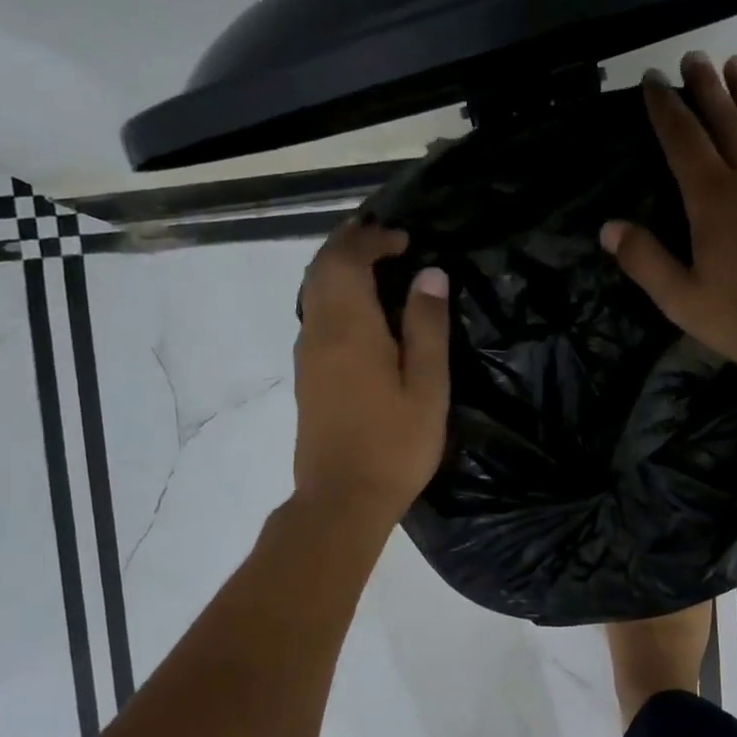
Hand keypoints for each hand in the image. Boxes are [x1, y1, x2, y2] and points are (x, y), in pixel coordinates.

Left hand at [292, 220, 450, 524]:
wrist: (342, 500)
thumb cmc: (393, 445)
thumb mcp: (427, 387)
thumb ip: (426, 327)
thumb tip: (429, 274)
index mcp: (348, 328)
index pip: (347, 260)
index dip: (372, 239)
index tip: (404, 239)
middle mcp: (318, 333)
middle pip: (321, 269)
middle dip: (348, 243)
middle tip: (383, 236)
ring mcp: (307, 356)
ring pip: (313, 292)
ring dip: (339, 268)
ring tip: (375, 264)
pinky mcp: (307, 377)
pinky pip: (315, 316)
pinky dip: (335, 295)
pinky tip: (362, 311)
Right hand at [602, 52, 736, 388]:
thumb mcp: (684, 301)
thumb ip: (645, 261)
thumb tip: (609, 227)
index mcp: (713, 199)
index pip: (682, 139)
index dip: (665, 107)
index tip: (654, 81)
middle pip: (726, 119)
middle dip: (706, 86)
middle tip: (694, 58)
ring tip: (736, 65)